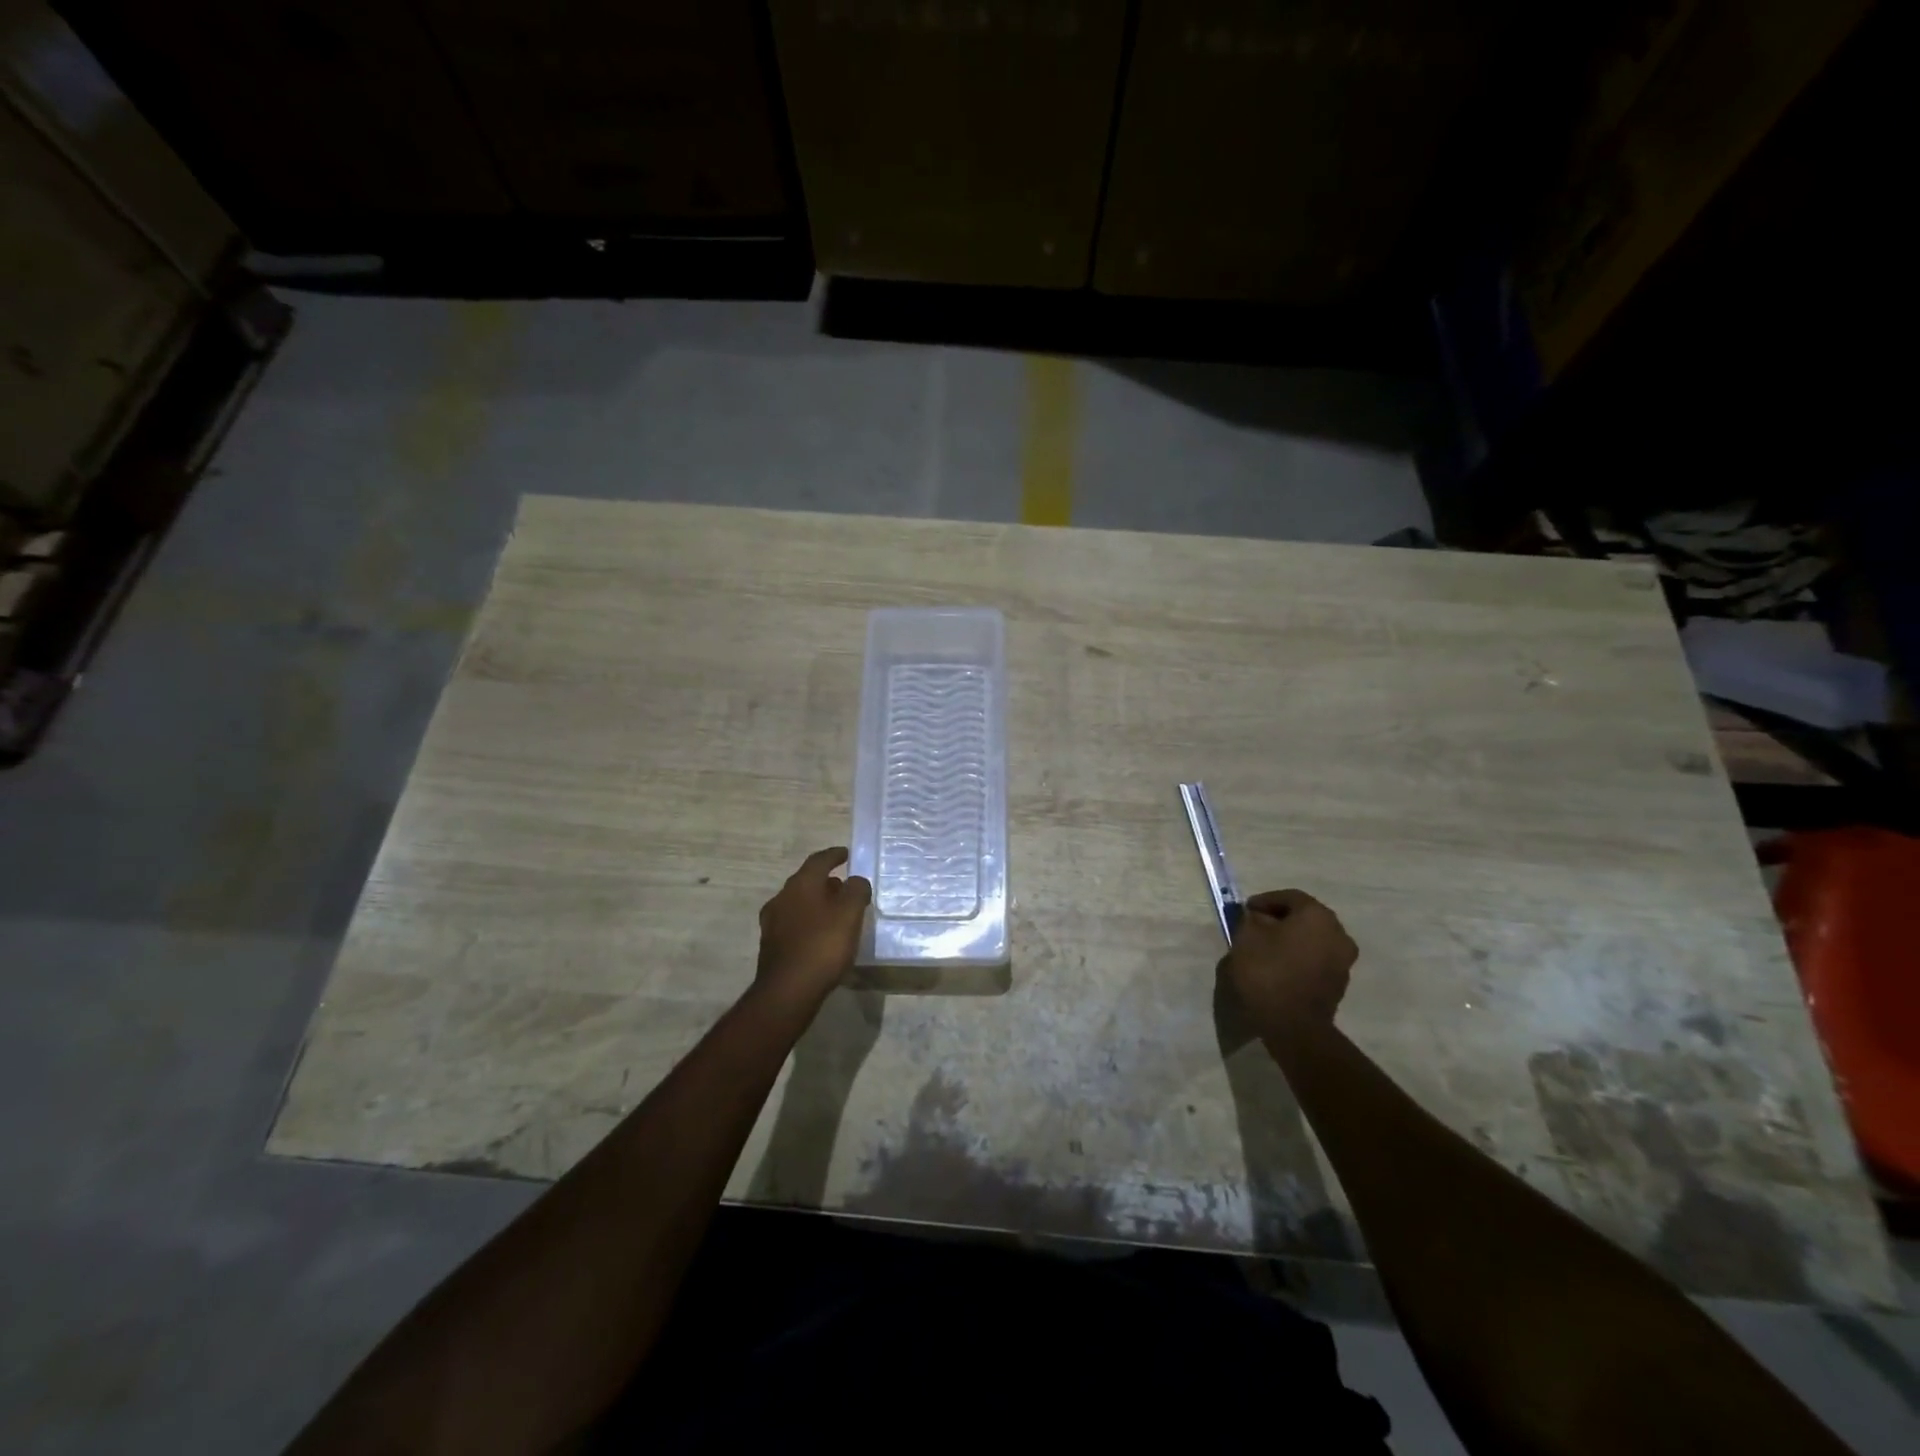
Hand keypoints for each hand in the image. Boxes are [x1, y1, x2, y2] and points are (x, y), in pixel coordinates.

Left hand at [755, 847, 872, 1010]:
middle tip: (844, 886)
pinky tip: (821, 935)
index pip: (818, 860)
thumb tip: (855, 881)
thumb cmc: (823, 945)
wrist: (788, 991)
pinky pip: (794, 924)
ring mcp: (773, 922)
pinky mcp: (771, 945)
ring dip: (816, 902)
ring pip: (798, 903)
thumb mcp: (850, 913)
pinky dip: (809, 921)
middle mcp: (782, 898)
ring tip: (835, 911)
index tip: (846, 853)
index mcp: (800, 885)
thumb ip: (856, 890)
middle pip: (806, 881)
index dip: (834, 855)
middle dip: (825, 881)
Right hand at [1219, 889, 1355, 1036]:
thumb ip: (1251, 920)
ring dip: (1291, 939)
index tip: (1246, 910)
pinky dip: (1299, 957)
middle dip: (1279, 919)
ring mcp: (1343, 960)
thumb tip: (1257, 917)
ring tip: (1265, 948)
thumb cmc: (1268, 972)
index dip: (1264, 900)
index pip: (1290, 897)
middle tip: (1255, 926)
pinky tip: (1279, 966)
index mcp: (1317, 916)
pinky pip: (1316, 959)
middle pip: (1305, 917)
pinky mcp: (1340, 983)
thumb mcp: (1246, 938)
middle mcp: (1338, 933)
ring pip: (1312, 939)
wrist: (1294, 1026)